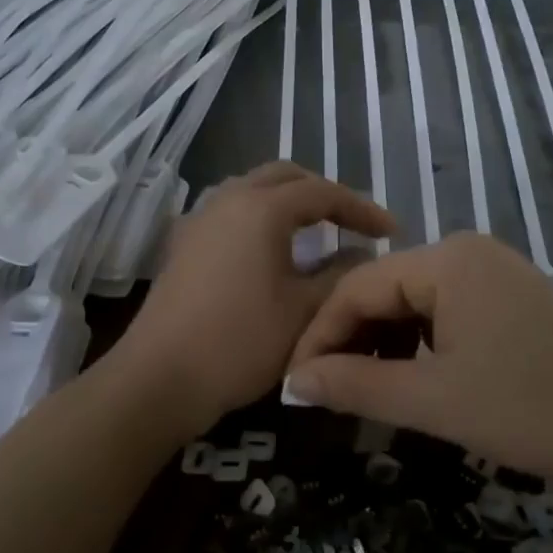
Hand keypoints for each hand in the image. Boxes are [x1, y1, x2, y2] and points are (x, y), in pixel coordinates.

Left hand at [115, 163, 394, 426]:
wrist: (161, 376)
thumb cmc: (241, 341)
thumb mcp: (304, 311)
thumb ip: (341, 275)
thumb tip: (361, 254)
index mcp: (261, 208)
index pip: (322, 192)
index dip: (361, 209)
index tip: (391, 231)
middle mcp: (228, 199)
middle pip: (284, 177)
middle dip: (322, 194)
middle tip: (351, 222)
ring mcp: (199, 219)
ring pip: (252, 189)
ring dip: (287, 201)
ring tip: (314, 230)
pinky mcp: (183, 243)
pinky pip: (230, 211)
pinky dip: (259, 217)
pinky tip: (268, 249)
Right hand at [285, 233, 552, 480]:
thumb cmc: (531, 407)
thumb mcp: (433, 400)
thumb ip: (355, 385)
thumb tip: (293, 381)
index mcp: (445, 260)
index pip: (355, 286)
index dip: (318, 335)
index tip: (294, 383)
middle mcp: (467, 252)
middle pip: (384, 290)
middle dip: (350, 340)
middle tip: (323, 392)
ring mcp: (495, 274)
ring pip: (415, 304)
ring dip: (384, 344)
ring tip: (362, 391)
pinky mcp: (514, 300)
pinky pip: (447, 313)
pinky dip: (420, 345)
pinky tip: (413, 379)